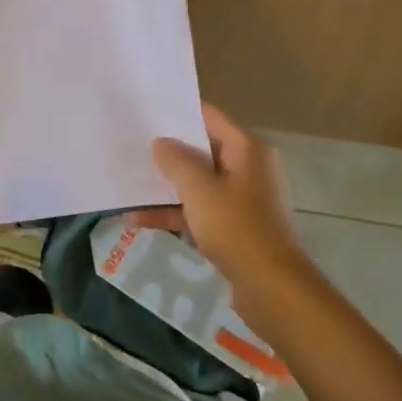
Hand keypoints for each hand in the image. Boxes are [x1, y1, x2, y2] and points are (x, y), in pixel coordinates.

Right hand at [138, 104, 304, 297]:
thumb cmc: (236, 227)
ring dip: (168, 185)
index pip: (209, 117)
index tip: (146, 112)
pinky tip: (139, 219)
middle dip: (168, 151)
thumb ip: (176, 160)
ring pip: (199, 182)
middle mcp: (249, 168)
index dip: (178, 113)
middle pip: (203, 150)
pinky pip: (200, 209)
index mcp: (247, 149)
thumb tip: (161, 142)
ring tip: (130, 182)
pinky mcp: (235, 226)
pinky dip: (175, 212)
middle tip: (132, 145)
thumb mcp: (198, 189)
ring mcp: (243, 199)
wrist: (271, 287)